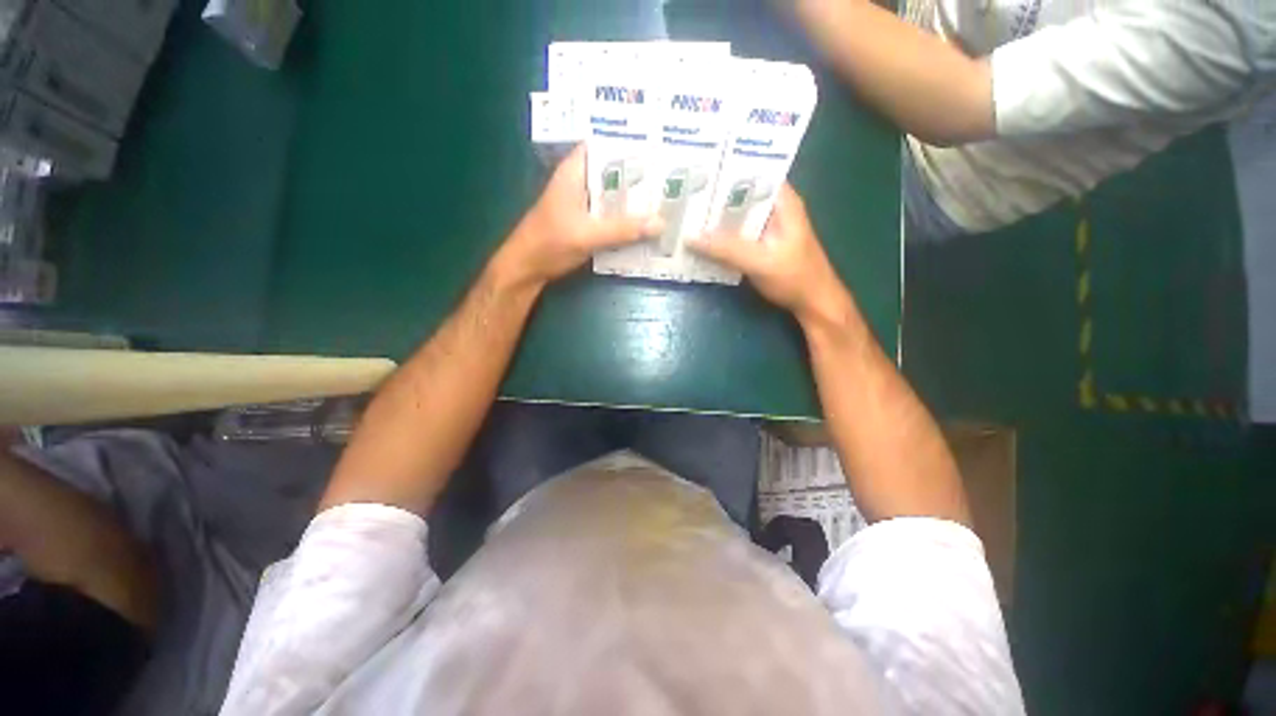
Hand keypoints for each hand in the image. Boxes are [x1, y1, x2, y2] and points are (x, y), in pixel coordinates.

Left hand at [500, 145, 658, 286]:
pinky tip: (644, 225)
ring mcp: (581, 205)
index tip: (656, 147)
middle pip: (612, 172)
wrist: (526, 269)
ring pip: (612, 196)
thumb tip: (661, 223)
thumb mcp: (587, 235)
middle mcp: (579, 184)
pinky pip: (610, 216)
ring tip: (664, 198)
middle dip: (638, 175)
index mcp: (574, 173)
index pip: (602, 145)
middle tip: (670, 176)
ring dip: (633, 199)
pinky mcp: (584, 224)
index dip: (627, 143)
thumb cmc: (549, 243)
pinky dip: (625, 218)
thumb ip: (622, 229)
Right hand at [688, 184, 847, 322]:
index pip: (752, 172)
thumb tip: (689, 237)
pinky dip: (720, 236)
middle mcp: (774, 209)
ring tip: (683, 213)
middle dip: (713, 195)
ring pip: (736, 215)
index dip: (726, 169)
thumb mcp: (760, 262)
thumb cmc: (795, 278)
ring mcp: (766, 228)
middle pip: (740, 194)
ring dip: (715, 217)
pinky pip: (736, 234)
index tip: (696, 170)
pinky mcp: (760, 245)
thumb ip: (726, 249)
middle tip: (680, 193)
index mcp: (782, 201)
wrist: (814, 303)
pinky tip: (700, 238)